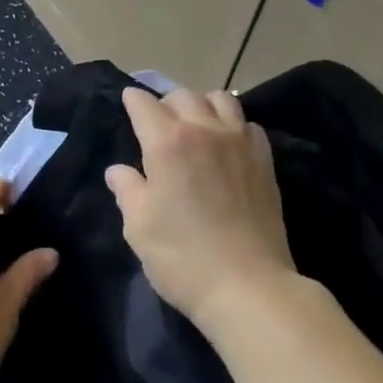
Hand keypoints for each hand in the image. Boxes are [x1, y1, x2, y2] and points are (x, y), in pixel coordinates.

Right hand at [105, 87, 296, 331]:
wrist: (249, 287)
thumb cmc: (183, 258)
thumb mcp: (139, 228)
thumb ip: (127, 190)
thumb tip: (118, 171)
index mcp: (167, 142)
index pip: (144, 104)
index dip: (133, 100)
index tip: (128, 103)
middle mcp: (204, 130)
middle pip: (182, 95)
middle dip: (165, 103)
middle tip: (158, 124)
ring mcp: (239, 142)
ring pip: (220, 99)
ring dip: (202, 105)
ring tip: (196, 125)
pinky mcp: (264, 160)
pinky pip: (248, 124)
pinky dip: (234, 125)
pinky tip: (228, 145)